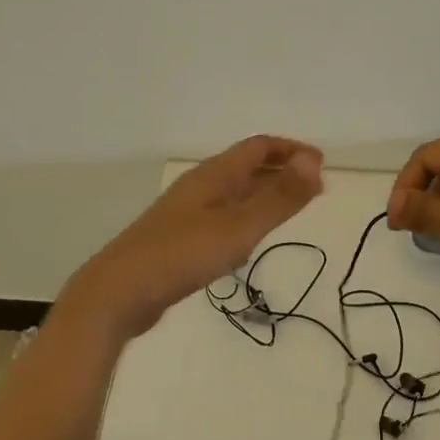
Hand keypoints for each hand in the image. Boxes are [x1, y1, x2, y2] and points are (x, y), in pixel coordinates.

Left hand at [64, 136, 323, 339]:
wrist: (118, 292)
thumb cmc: (182, 254)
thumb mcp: (239, 227)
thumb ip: (278, 197)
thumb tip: (313, 161)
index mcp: (214, 175)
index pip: (258, 147)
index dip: (291, 150)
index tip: (321, 165)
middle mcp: (200, 186)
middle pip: (246, 166)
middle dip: (281, 171)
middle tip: (313, 189)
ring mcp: (186, 212)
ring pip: (234, 192)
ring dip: (264, 194)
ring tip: (290, 209)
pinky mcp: (178, 238)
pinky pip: (222, 214)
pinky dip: (246, 216)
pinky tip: (249, 238)